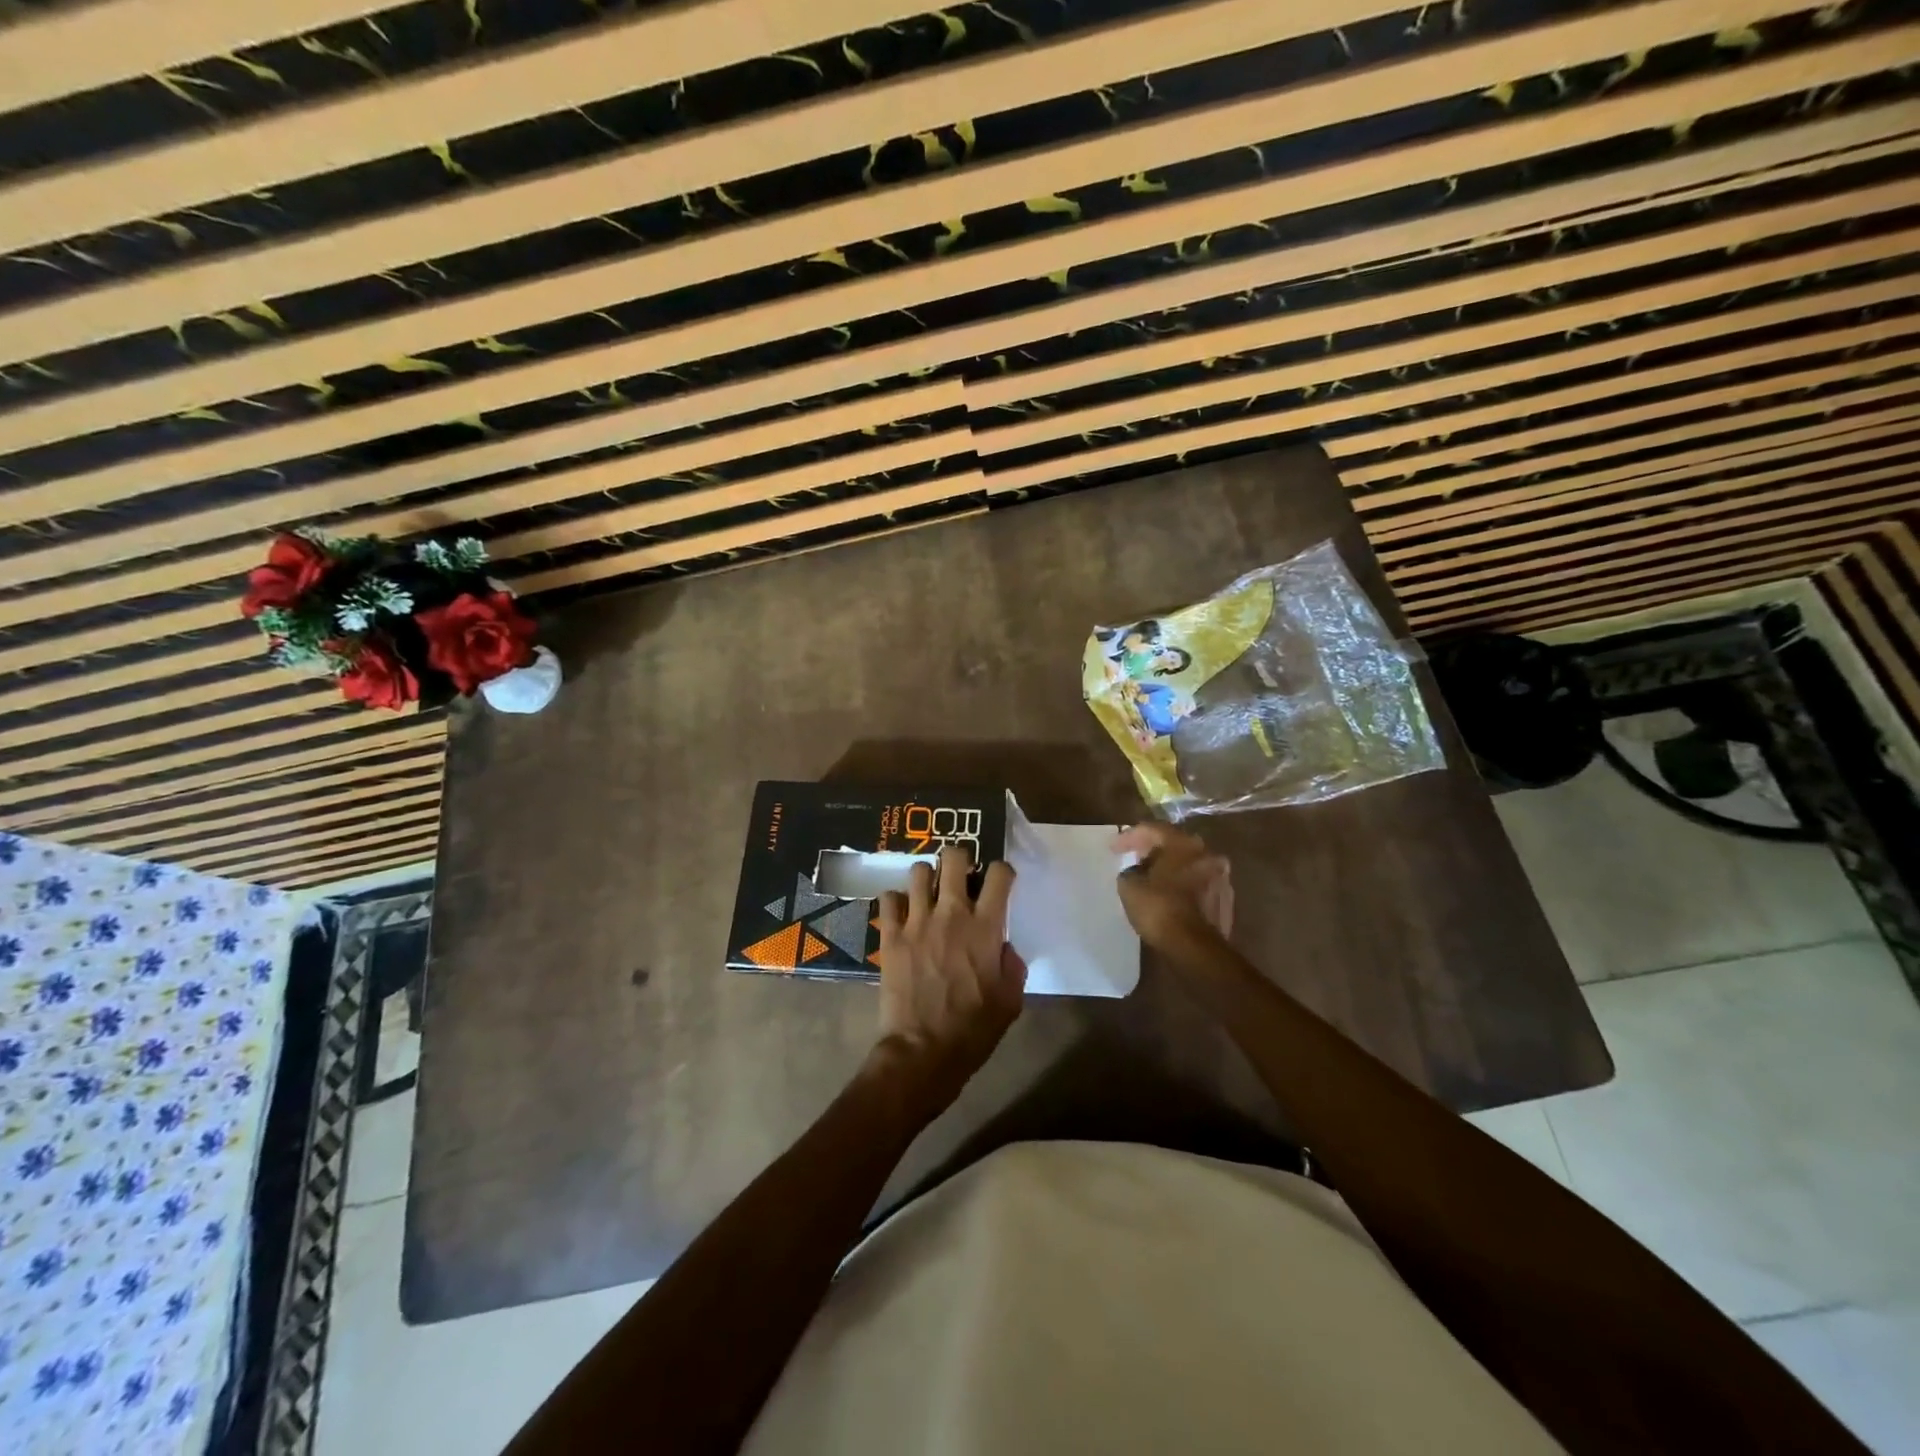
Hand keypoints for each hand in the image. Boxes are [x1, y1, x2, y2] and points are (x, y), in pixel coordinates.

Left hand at [873, 847, 1025, 1115]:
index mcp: (986, 928)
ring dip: (927, 878)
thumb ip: (1012, 966)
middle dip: (960, 859)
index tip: (999, 882)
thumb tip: (1004, 947)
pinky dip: (895, 901)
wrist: (923, 1051)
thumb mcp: (1010, 1001)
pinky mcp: (890, 935)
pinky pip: (888, 898)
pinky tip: (902, 914)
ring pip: (919, 872)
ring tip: (930, 894)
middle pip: (953, 858)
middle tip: (960, 877)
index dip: (1001, 871)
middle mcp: (951, 914)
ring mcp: (917, 921)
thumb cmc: (973, 1030)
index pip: (998, 874)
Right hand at [1113, 822, 1233, 950]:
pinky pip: (1197, 887)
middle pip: (1175, 845)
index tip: (1113, 849)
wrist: (1193, 947)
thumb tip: (1136, 872)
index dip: (1129, 837)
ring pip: (1189, 866)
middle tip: (1134, 858)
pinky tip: (1169, 898)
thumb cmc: (1159, 908)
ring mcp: (1221, 879)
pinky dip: (1182, 888)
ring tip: (1150, 880)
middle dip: (1153, 851)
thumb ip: (1130, 871)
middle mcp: (1208, 855)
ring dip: (1170, 870)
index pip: (1153, 830)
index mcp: (1184, 844)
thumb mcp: (1129, 886)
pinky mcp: (1225, 903)